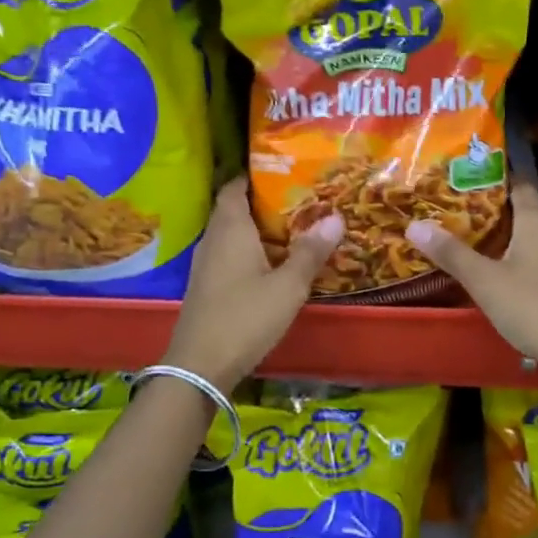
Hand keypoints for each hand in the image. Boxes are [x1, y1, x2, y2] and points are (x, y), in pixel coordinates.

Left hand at [163, 178, 343, 392]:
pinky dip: (250, 252)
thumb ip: (311, 252)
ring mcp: (206, 265)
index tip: (283, 170)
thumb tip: (337, 217)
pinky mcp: (207, 287)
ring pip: (232, 235)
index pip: (235, 187)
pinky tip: (273, 264)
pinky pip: (230, 256)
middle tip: (300, 199)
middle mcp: (213, 240)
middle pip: (235, 210)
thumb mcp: (288, 286)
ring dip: (258, 230)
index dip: (255, 175)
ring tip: (293, 229)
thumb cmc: (245, 317)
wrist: (200, 366)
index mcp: (230, 229)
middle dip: (263, 202)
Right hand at [406, 181, 537, 395]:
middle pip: (526, 211)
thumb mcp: (484, 281)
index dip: (496, 178)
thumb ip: (451, 253)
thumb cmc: (531, 307)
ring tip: (477, 242)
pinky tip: (505, 273)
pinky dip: (523, 258)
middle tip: (461, 212)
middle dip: (496, 210)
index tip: (468, 179)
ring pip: (535, 237)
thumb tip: (414, 224)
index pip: (519, 184)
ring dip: (510, 237)